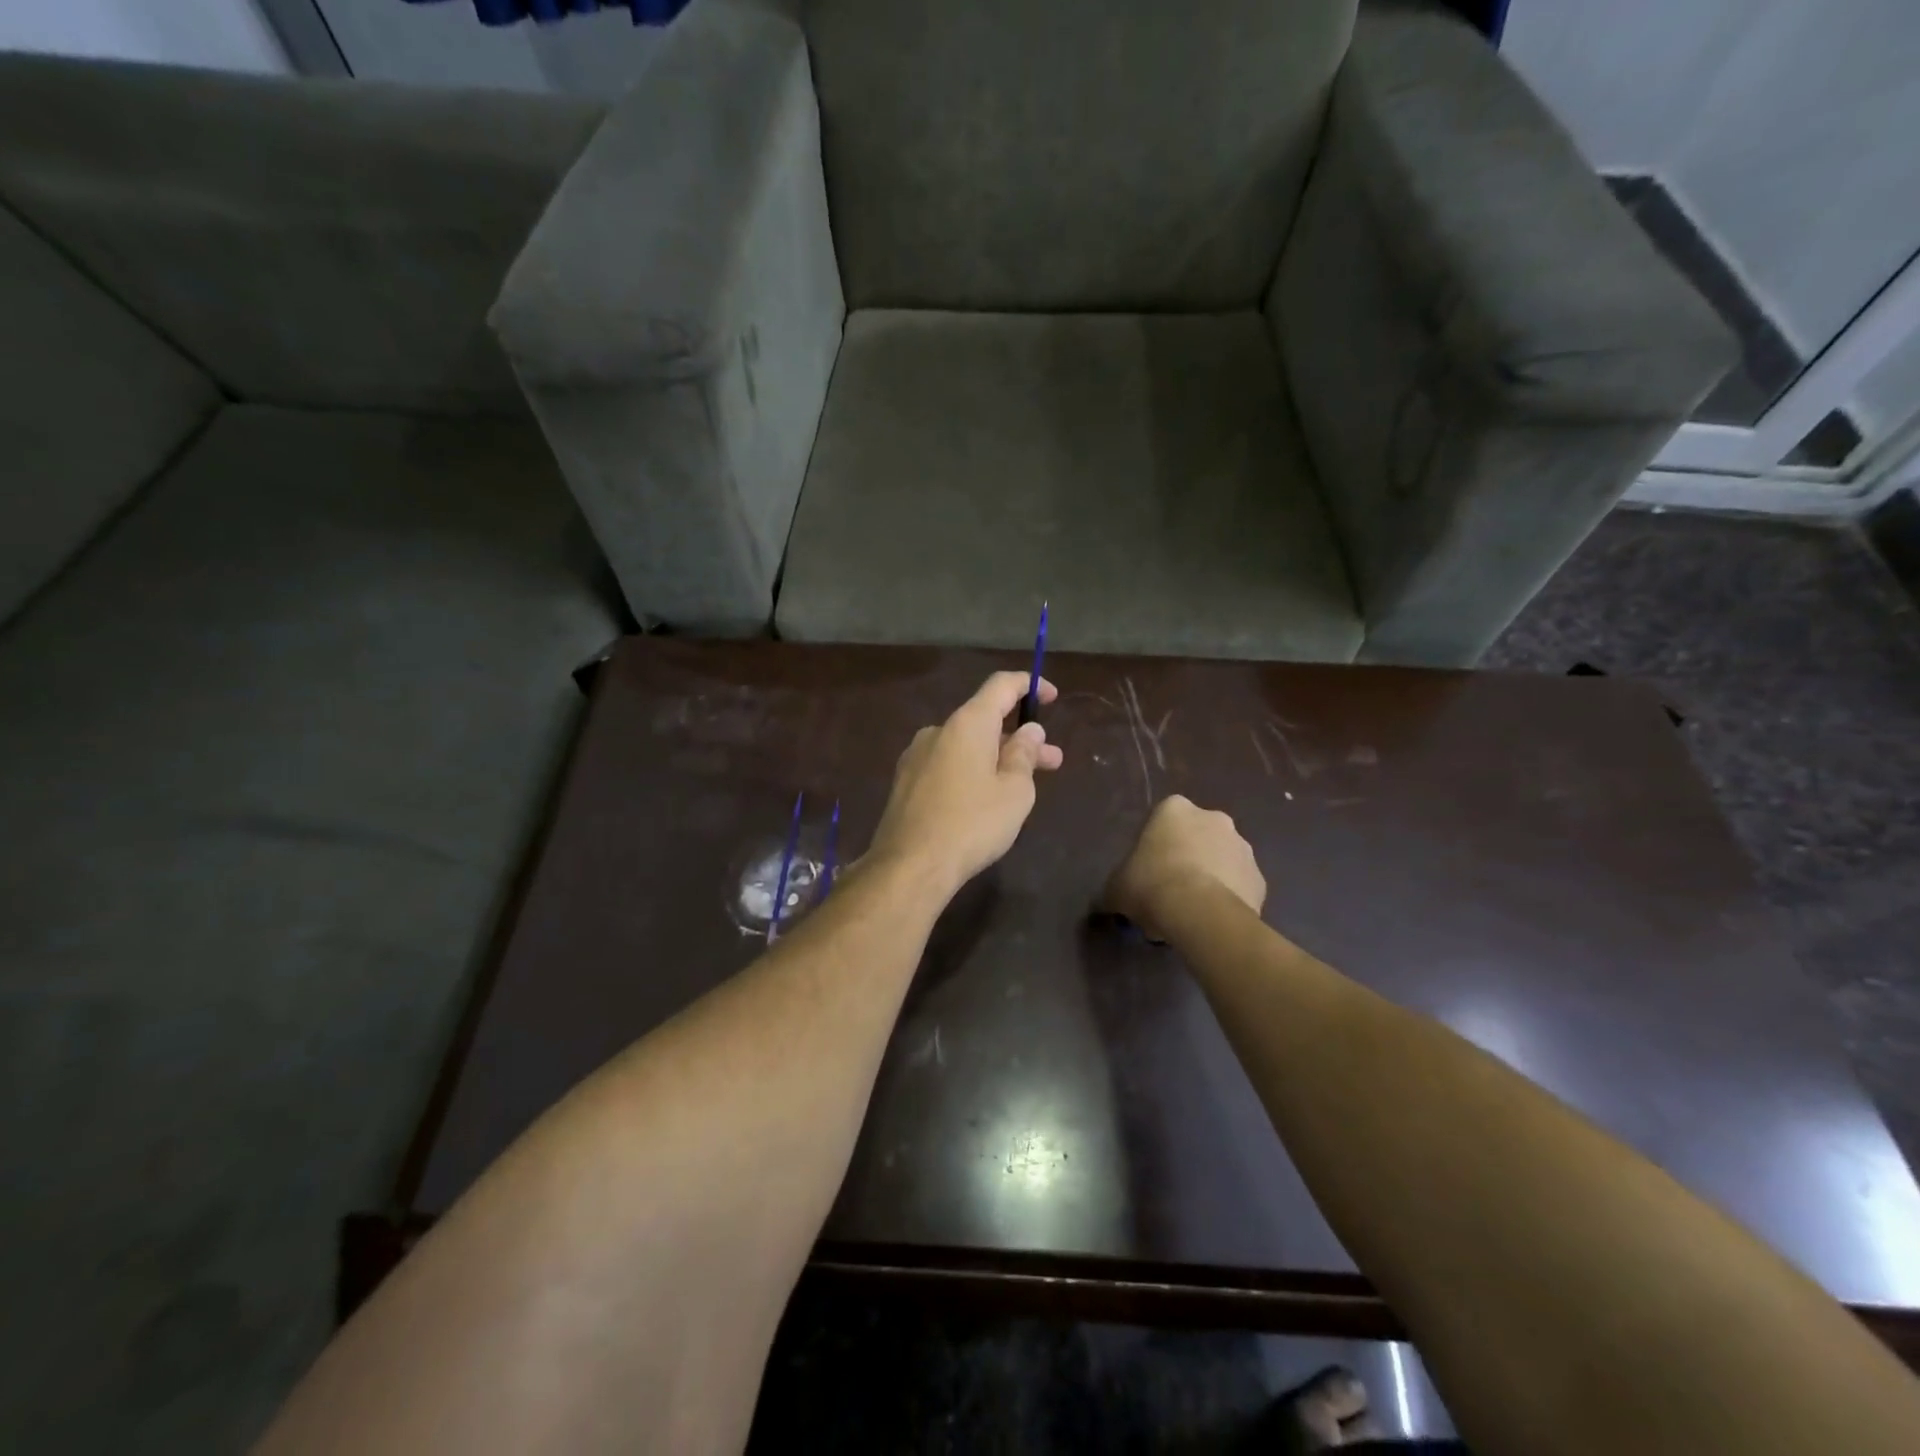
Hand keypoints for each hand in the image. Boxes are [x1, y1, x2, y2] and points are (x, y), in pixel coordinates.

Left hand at [868, 672, 1064, 894]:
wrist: (909, 865)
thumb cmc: (972, 824)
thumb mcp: (1014, 791)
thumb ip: (1024, 754)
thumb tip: (1028, 730)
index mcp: (967, 723)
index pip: (1001, 686)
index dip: (1029, 685)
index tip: (1051, 696)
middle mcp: (938, 730)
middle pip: (985, 720)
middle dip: (1020, 738)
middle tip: (1051, 760)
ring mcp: (917, 756)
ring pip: (967, 746)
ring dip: (997, 757)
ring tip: (1022, 785)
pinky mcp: (906, 782)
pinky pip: (948, 764)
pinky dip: (973, 770)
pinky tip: (985, 799)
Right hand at [1102, 795, 1265, 940]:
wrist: (1200, 913)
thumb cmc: (1151, 885)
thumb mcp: (1117, 888)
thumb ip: (1115, 888)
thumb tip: (1106, 902)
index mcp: (1175, 809)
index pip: (1162, 820)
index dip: (1154, 846)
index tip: (1146, 871)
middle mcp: (1214, 818)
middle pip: (1196, 837)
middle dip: (1186, 858)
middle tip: (1169, 890)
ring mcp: (1243, 847)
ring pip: (1222, 860)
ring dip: (1210, 877)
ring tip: (1192, 911)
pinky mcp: (1260, 879)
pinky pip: (1240, 887)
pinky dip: (1229, 899)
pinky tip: (1212, 920)